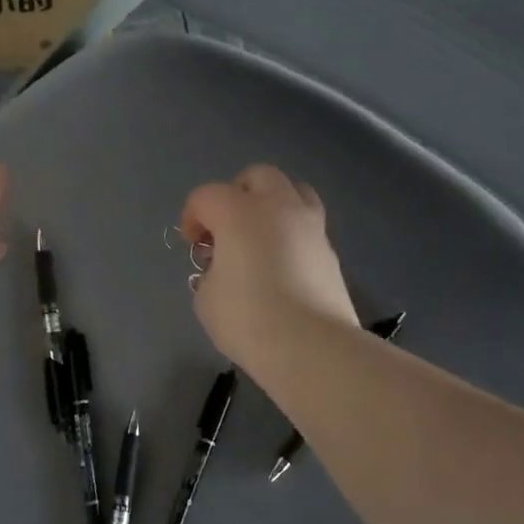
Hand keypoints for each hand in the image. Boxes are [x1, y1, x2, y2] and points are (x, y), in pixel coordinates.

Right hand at [179, 164, 358, 367]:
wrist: (312, 347)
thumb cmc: (248, 319)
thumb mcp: (207, 298)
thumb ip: (210, 273)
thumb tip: (224, 270)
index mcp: (238, 212)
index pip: (206, 196)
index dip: (192, 218)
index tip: (193, 247)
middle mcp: (277, 206)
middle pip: (256, 177)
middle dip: (236, 194)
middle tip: (226, 229)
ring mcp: (310, 226)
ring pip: (292, 192)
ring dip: (271, 206)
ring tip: (260, 238)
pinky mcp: (331, 250)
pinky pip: (307, 225)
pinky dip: (291, 234)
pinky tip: (282, 265)